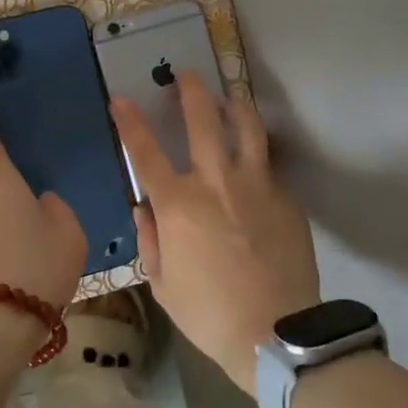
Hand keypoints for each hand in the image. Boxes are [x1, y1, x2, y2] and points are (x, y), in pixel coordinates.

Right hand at [111, 73, 319, 390]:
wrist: (275, 334)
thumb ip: (151, 239)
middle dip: (191, 91)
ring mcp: (257, 186)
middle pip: (203, 121)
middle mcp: (216, 182)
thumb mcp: (162, 284)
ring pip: (247, 129)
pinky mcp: (286, 199)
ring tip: (230, 96)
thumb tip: (146, 209)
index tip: (121, 98)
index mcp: (179, 204)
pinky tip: (255, 161)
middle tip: (186, 73)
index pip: (145, 152)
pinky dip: (258, 156)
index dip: (130, 122)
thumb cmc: (208, 313)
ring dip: (235, 105)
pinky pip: (269, 167)